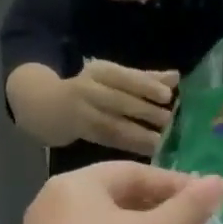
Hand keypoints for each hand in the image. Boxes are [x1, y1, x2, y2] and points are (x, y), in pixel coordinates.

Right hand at [63, 61, 177, 156]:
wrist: (46, 106)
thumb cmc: (90, 90)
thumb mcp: (112, 78)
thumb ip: (143, 79)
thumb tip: (176, 78)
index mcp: (99, 71)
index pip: (123, 76)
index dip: (144, 85)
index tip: (167, 95)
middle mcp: (88, 89)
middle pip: (117, 99)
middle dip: (143, 110)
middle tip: (167, 121)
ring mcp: (82, 113)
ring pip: (112, 123)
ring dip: (137, 133)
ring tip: (159, 141)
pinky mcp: (81, 134)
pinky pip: (108, 141)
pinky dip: (129, 146)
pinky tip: (147, 152)